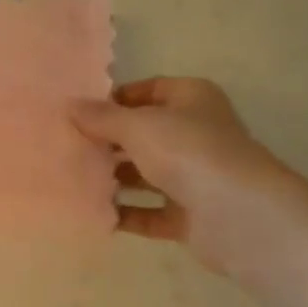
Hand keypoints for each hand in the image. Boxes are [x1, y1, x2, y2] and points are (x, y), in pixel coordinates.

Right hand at [71, 77, 284, 271]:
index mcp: (192, 99)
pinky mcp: (190, 216)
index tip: (78, 114)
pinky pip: (150, 213)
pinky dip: (126, 214)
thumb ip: (102, 118)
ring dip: (115, 179)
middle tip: (68, 148)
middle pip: (145, 134)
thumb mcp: (138, 126)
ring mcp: (195, 177)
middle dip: (109, 142)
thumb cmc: (188, 152)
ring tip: (74, 180)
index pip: (148, 90)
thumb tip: (70, 106)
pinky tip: (95, 214)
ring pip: (146, 174)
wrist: (238, 215)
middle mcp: (196, 134)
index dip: (114, 100)